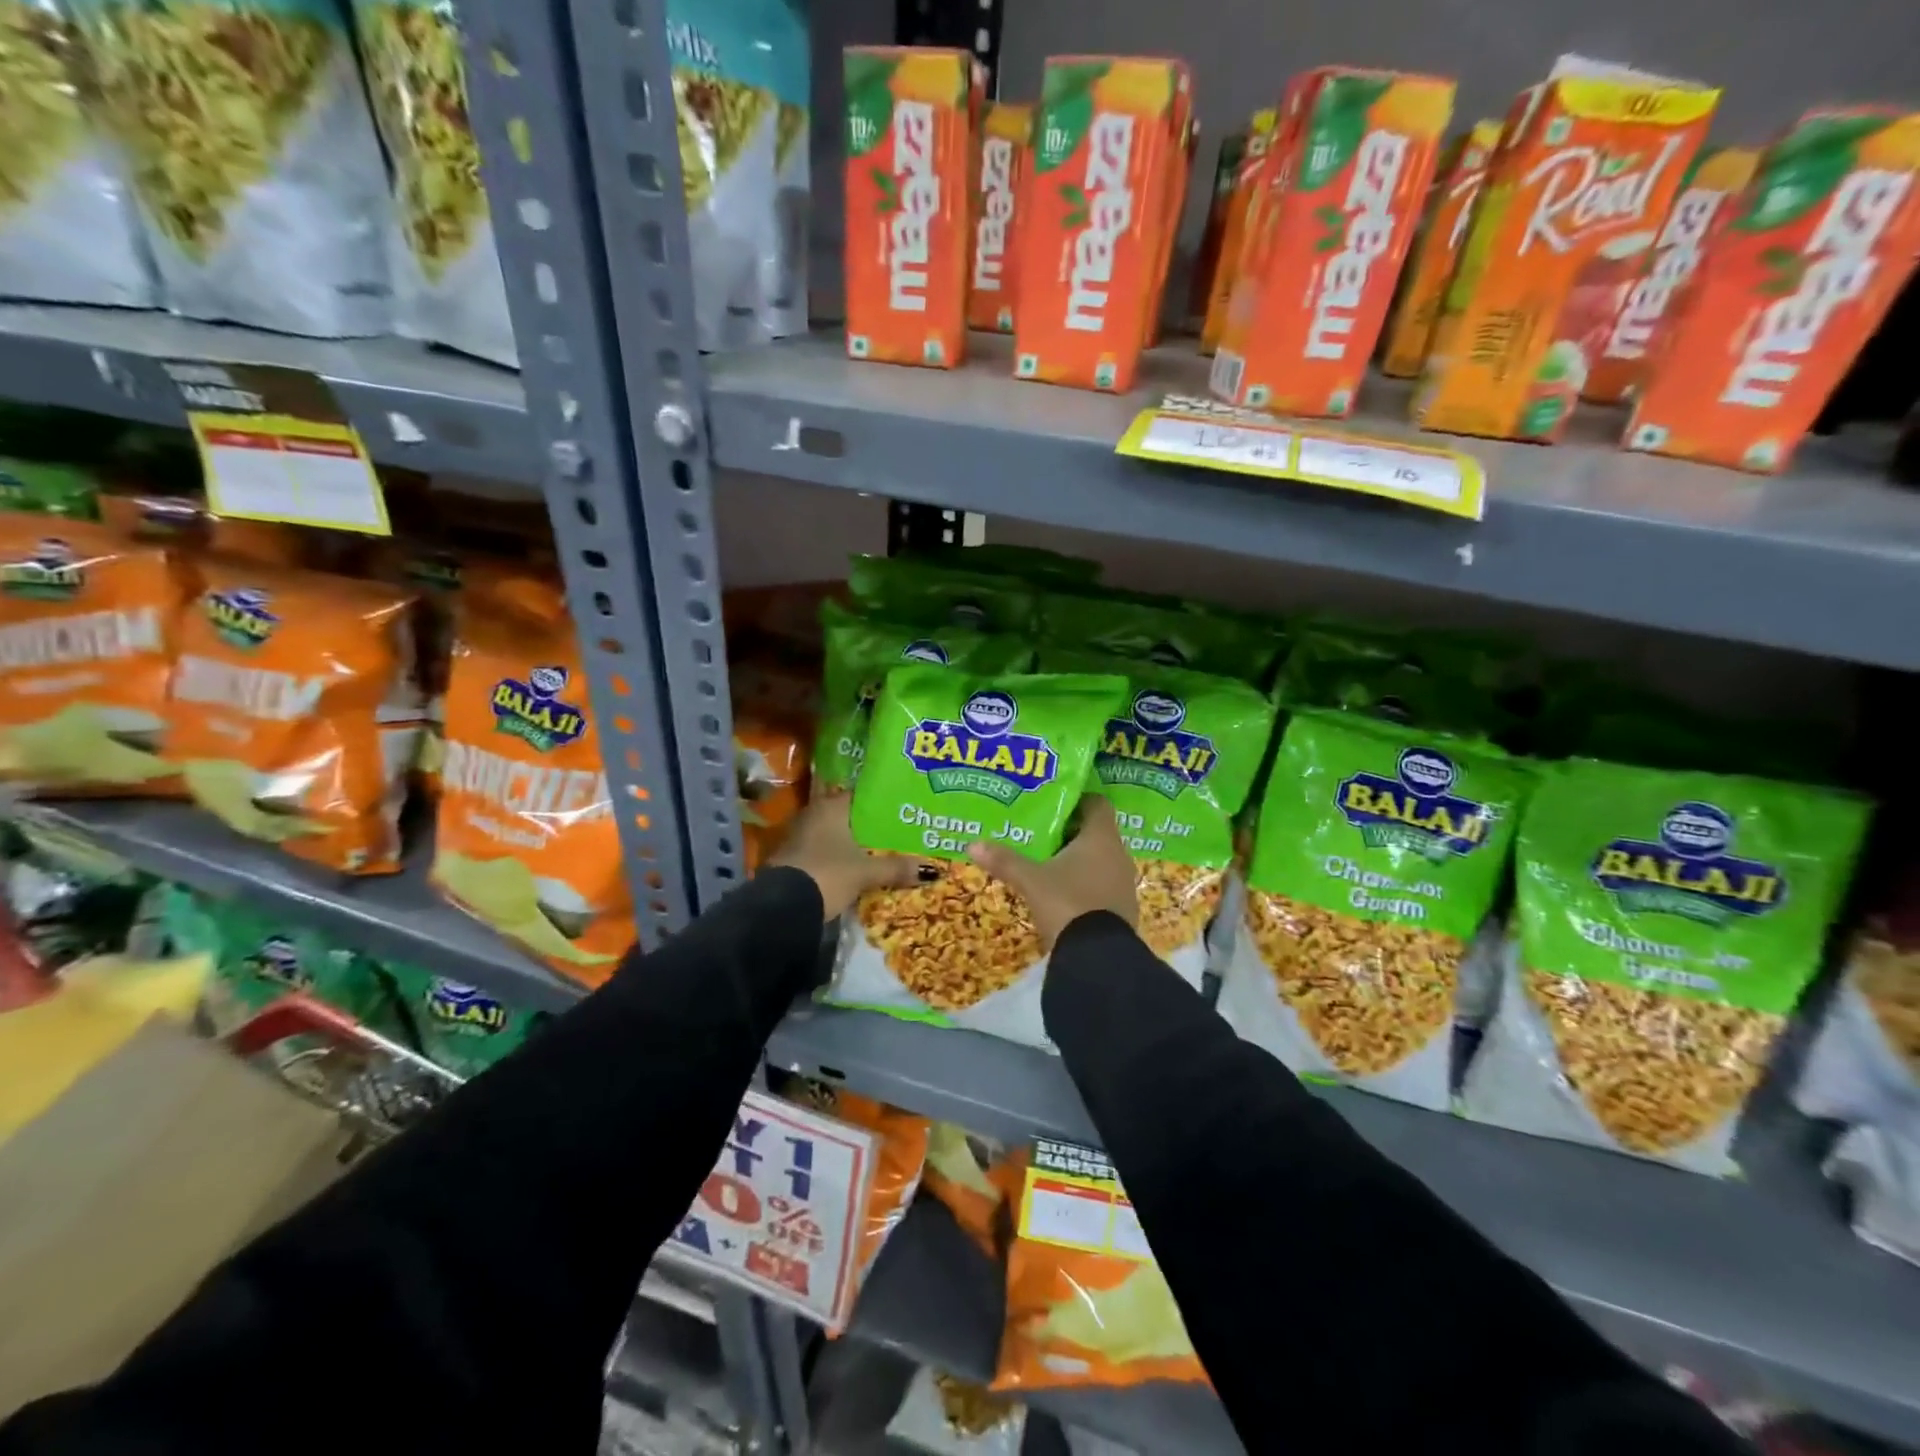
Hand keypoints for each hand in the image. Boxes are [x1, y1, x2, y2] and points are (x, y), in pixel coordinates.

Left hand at [770, 793, 919, 918]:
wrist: (783, 907)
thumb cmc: (827, 874)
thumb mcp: (866, 873)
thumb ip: (896, 868)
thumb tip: (932, 870)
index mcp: (831, 807)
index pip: (860, 796)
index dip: (880, 803)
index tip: (901, 810)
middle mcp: (812, 814)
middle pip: (847, 816)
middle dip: (868, 826)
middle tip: (895, 832)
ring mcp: (798, 836)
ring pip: (833, 835)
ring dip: (851, 843)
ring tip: (879, 851)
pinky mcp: (791, 858)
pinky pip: (822, 851)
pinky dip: (837, 857)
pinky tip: (854, 867)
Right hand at [965, 796, 1137, 950]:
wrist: (1097, 958)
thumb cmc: (1067, 903)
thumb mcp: (1030, 880)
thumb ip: (1005, 860)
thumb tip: (973, 844)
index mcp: (1101, 838)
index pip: (1097, 804)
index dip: (1078, 800)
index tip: (1055, 802)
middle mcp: (1119, 855)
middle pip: (1097, 833)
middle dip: (1071, 832)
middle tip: (1042, 832)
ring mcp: (1124, 884)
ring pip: (1101, 861)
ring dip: (1079, 860)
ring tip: (1048, 862)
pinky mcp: (1123, 910)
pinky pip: (1104, 886)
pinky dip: (1086, 884)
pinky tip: (1063, 893)